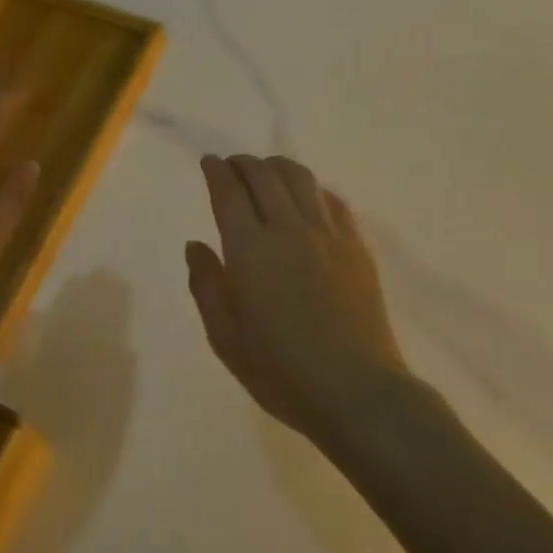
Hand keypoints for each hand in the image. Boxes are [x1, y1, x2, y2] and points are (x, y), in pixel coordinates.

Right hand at [186, 154, 413, 445]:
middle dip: (244, 163)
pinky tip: (309, 199)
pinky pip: (333, 201)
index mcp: (250, 249)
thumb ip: (206, 284)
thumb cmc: (280, 370)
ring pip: (301, 179)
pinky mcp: (356, 247)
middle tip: (233, 166)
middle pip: (264, 175)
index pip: (229, 192)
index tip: (209, 162)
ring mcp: (328, 235)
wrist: (355, 389)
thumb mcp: (225, 336)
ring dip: (278, 167)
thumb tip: (196, 245)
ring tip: (268, 172)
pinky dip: (313, 190)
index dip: (216, 171)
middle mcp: (289, 229)